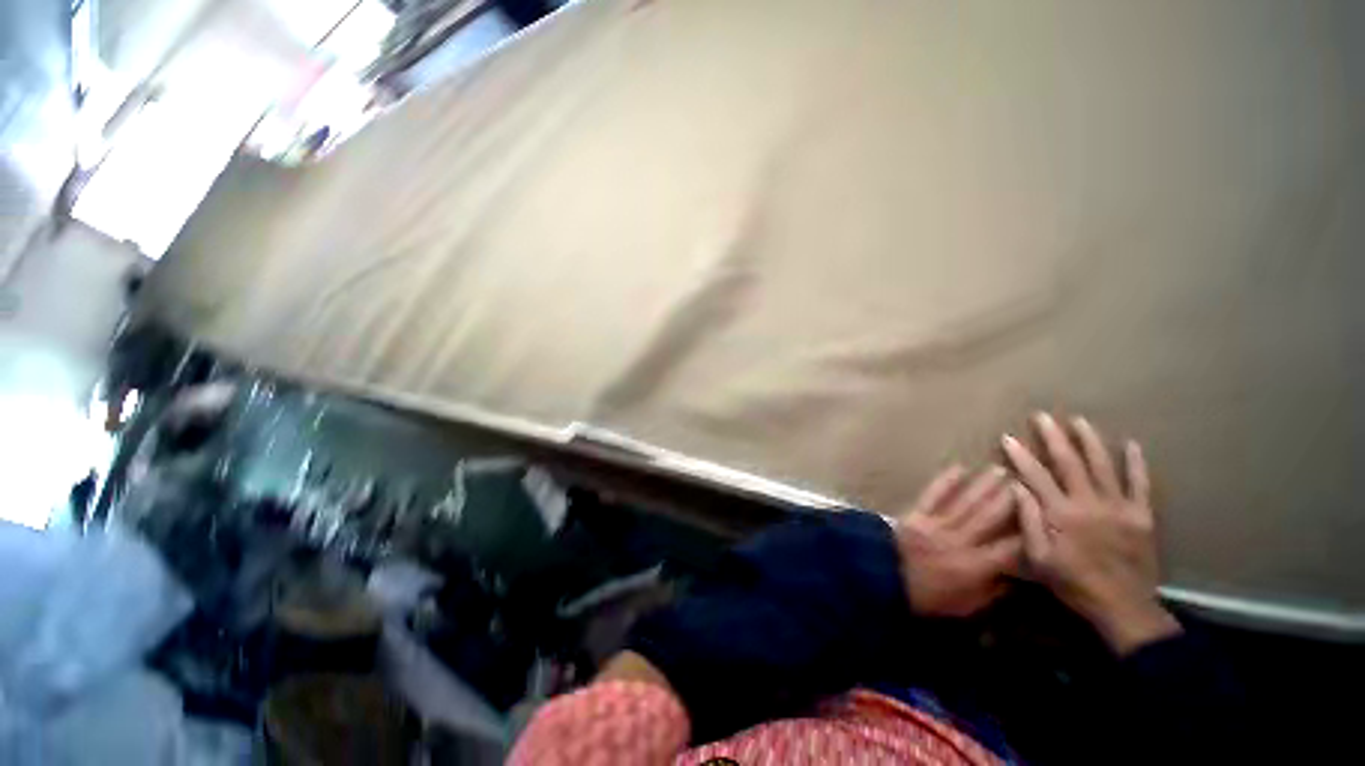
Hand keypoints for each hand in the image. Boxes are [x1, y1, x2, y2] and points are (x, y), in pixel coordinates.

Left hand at [896, 465, 1022, 617]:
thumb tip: (1015, 576)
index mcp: (975, 566)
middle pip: (988, 517)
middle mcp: (959, 541)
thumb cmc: (927, 597)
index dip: (1029, 532)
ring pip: (965, 503)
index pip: (1010, 548)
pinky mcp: (916, 514)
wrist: (884, 578)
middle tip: (1025, 480)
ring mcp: (936, 524)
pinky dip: (946, 481)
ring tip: (1000, 470)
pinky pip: (933, 495)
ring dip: (983, 485)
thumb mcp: (966, 606)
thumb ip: (992, 591)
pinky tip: (959, 467)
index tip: (1045, 515)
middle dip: (1009, 498)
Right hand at [1003, 413, 1181, 654]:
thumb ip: (1028, 521)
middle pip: (1069, 463)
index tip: (1008, 437)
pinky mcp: (1141, 515)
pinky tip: (1131, 444)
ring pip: (1103, 466)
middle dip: (1053, 437)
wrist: (1124, 607)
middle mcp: (1089, 503)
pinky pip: (1140, 484)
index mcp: (1060, 514)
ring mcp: (1119, 507)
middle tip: (1042, 417)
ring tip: (1079, 420)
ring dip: (1089, 441)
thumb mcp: (1039, 559)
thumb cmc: (1074, 583)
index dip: (1020, 455)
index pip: (1035, 476)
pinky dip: (1136, 463)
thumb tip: (1016, 487)